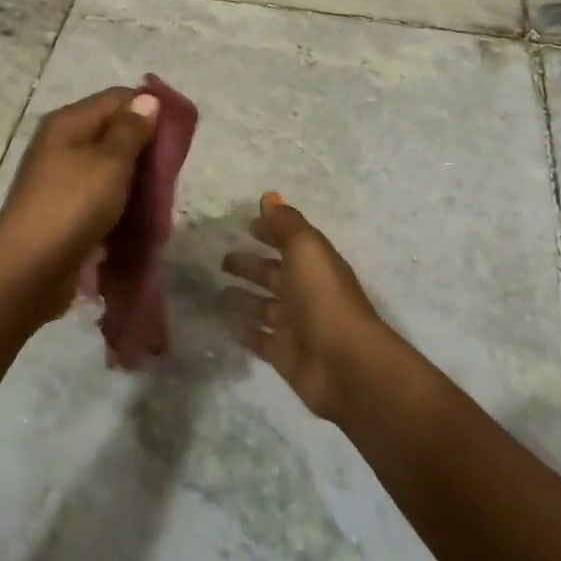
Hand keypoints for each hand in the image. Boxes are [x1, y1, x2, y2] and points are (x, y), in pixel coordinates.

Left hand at [0, 88, 159, 307]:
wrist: (29, 269)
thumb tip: (146, 98)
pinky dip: (121, 208)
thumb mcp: (110, 162)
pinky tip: (139, 223)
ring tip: (159, 203)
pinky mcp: (66, 212)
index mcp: (69, 122)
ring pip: (111, 171)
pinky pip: (102, 200)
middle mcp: (63, 145)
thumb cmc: (73, 205)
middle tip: (170, 175)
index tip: (177, 138)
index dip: (150, 111)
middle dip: (146, 153)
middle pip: (115, 134)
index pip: (118, 98)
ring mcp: (62, 180)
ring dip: (136, 184)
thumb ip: (132, 129)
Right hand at [222, 193, 399, 421]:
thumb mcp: (306, 248)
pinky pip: (259, 338)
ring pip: (264, 307)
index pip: (291, 243)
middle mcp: (306, 292)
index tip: (246, 225)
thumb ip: (286, 224)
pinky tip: (224, 322)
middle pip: (274, 274)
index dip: (271, 233)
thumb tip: (269, 197)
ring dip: (244, 297)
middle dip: (251, 265)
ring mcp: (295, 325)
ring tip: (217, 289)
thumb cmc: (323, 297)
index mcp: (315, 265)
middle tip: (222, 259)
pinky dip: (244, 329)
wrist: (343, 363)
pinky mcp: (283, 354)